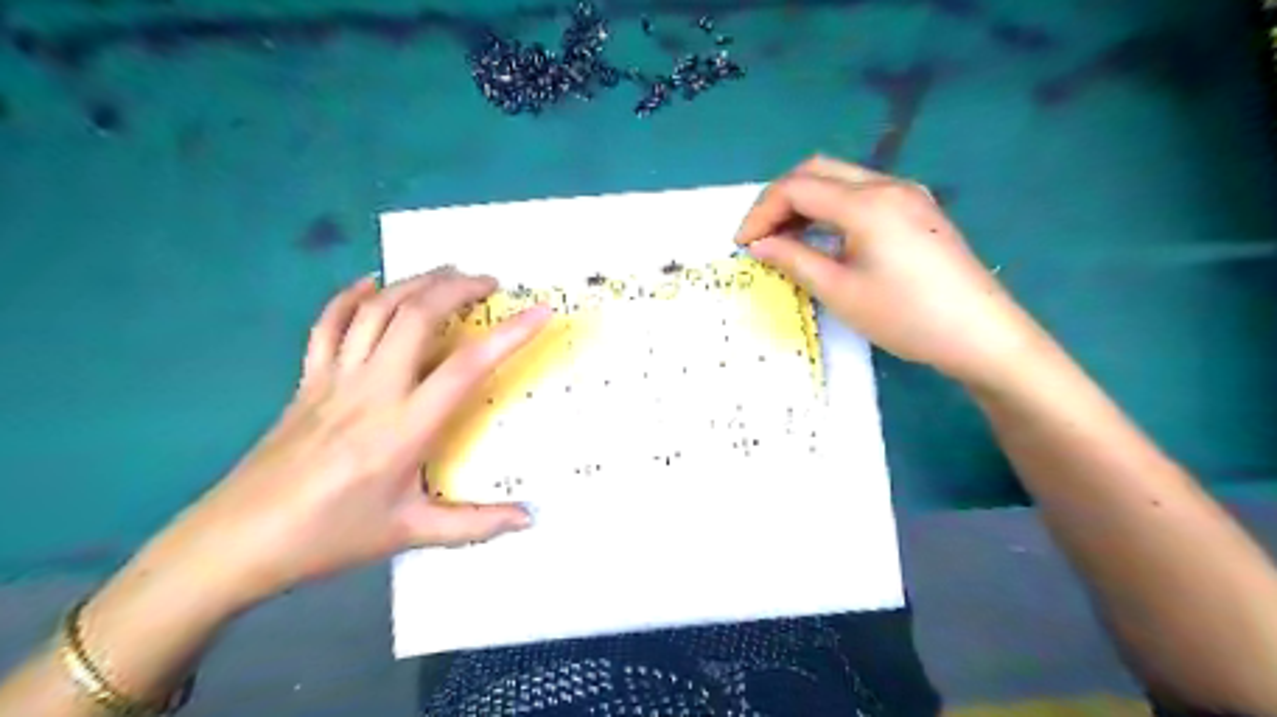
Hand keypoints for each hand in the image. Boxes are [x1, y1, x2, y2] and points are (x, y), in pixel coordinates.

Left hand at [148, 268, 549, 611]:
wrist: (234, 543)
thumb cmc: (329, 537)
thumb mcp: (410, 533)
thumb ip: (475, 525)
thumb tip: (528, 518)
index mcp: (404, 428)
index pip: (468, 367)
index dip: (510, 334)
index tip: (541, 311)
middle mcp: (372, 390)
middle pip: (418, 315)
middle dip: (458, 288)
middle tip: (490, 283)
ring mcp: (334, 378)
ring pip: (376, 309)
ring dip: (416, 282)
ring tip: (447, 274)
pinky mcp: (307, 379)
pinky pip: (328, 323)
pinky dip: (352, 296)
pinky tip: (371, 284)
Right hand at [740, 156, 1047, 388]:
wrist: (981, 334)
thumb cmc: (905, 316)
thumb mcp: (840, 292)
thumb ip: (794, 260)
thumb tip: (759, 245)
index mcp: (866, 203)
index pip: (796, 188)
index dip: (761, 212)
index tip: (743, 245)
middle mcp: (886, 185)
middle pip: (816, 171)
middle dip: (779, 199)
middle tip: (761, 237)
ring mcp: (906, 194)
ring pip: (839, 179)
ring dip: (805, 202)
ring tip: (785, 240)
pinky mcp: (917, 210)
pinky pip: (861, 194)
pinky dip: (831, 208)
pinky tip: (824, 238)